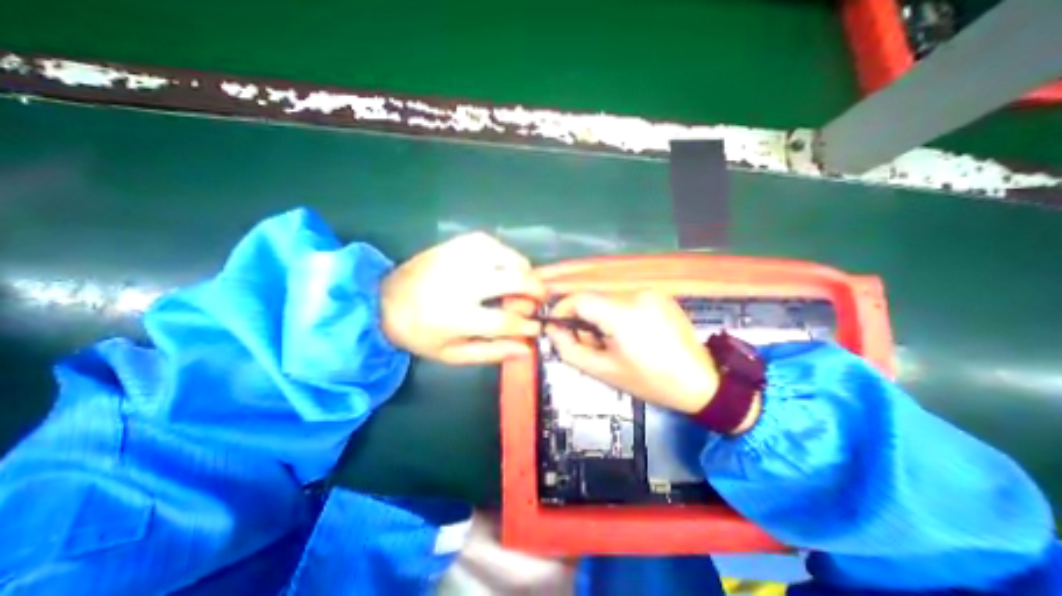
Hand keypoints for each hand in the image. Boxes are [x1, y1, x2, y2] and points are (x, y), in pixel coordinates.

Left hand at [381, 230, 541, 363]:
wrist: (384, 300)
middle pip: (514, 279)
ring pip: (507, 256)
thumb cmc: (420, 333)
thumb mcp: (452, 354)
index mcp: (455, 317)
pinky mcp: (454, 245)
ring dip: (523, 270)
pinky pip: (491, 242)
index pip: (505, 320)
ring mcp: (457, 259)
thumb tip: (525, 348)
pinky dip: (505, 254)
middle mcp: (460, 283)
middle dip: (536, 290)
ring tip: (522, 281)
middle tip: (538, 299)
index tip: (535, 327)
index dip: (527, 325)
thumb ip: (491, 353)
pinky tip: (503, 265)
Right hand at [543, 288, 716, 411]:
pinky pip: (626, 299)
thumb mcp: (603, 370)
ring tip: (612, 341)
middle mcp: (637, 294)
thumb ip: (570, 348)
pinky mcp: (660, 295)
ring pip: (608, 299)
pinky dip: (618, 313)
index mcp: (623, 313)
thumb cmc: (650, 381)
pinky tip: (630, 333)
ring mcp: (651, 292)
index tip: (557, 326)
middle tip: (590, 342)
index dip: (562, 310)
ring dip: (601, 316)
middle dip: (583, 318)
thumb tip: (552, 329)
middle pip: (594, 299)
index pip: (579, 299)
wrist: (701, 382)